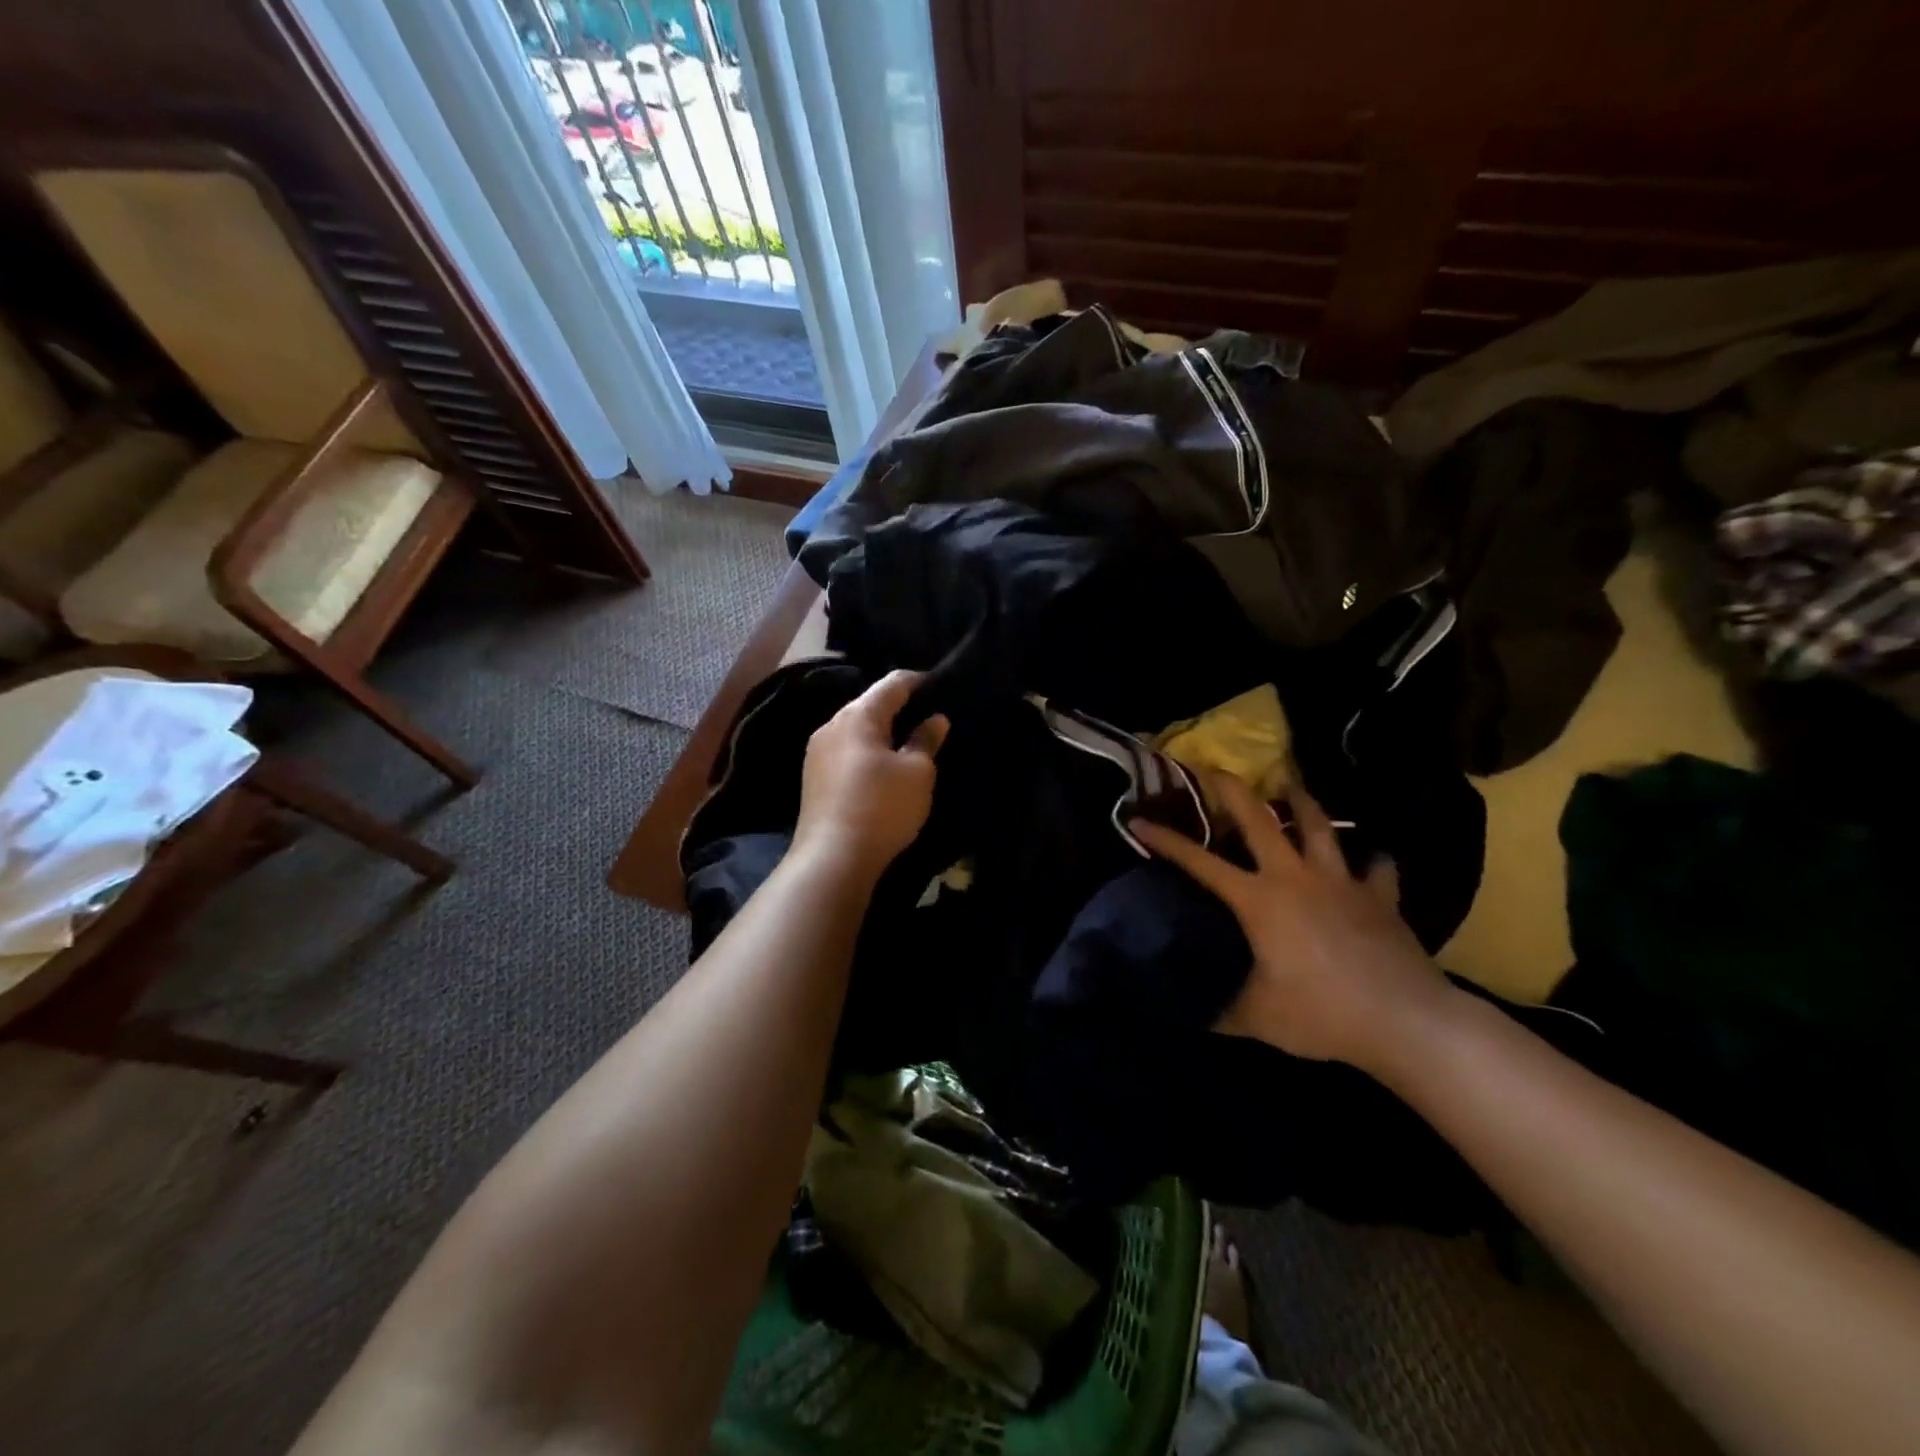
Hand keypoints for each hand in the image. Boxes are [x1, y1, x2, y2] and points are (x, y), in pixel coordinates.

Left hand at [792, 670, 948, 882]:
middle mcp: (832, 725)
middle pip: (871, 704)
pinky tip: (884, 768)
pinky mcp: (814, 778)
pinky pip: (847, 752)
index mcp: (858, 715)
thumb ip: (926, 740)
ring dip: (883, 732)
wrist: (832, 858)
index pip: (893, 683)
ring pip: (857, 730)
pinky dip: (868, 752)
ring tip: (910, 743)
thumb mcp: (917, 773)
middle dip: (900, 707)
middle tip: (931, 718)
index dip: (920, 681)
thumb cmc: (882, 807)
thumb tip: (935, 719)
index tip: (943, 687)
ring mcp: (817, 752)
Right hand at [1131, 773, 1454, 1070]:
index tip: (1139, 821)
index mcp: (1259, 900)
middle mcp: (1296, 877)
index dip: (1166, 841)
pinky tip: (1372, 859)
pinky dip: (1372, 861)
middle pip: (1260, 819)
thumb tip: (1192, 1014)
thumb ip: (1222, 1011)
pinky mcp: (1380, 898)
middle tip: (1215, 770)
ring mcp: (1342, 882)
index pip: (1200, 862)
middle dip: (1232, 790)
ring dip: (1302, 803)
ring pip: (1319, 827)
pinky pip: (1377, 869)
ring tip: (1290, 786)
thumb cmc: (1323, 1014)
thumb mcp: (1258, 1018)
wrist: (1406, 1020)